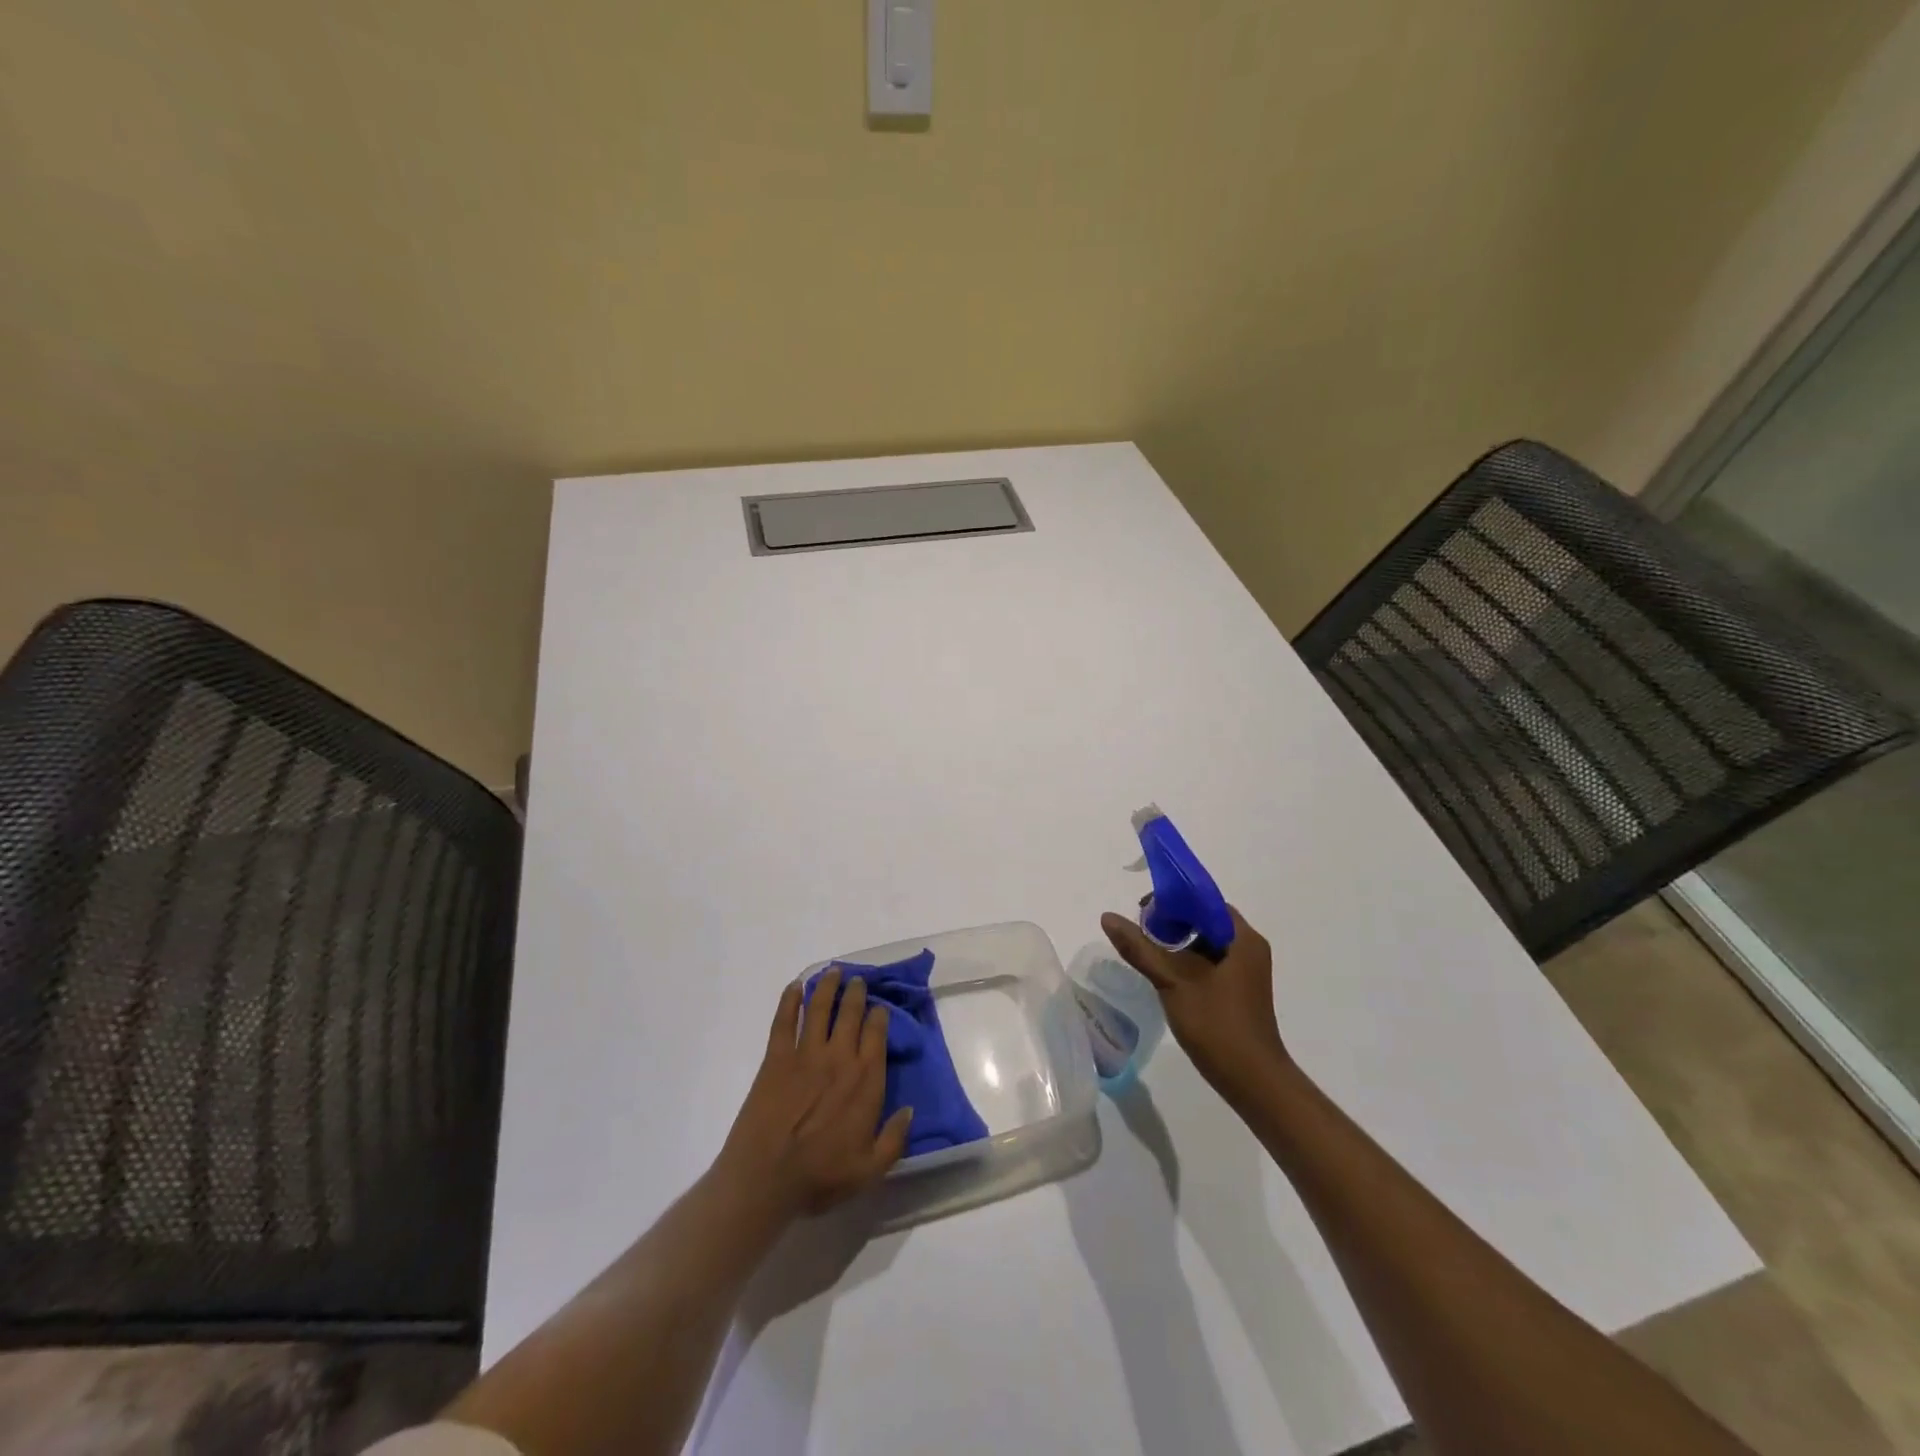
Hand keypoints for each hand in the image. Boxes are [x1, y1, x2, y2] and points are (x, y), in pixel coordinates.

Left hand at [716, 968, 913, 1219]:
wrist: (765, 1179)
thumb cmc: (820, 1176)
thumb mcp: (870, 1170)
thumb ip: (894, 1139)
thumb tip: (910, 1110)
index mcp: (865, 1080)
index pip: (877, 1034)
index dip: (879, 1016)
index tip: (880, 1007)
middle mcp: (839, 1057)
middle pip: (851, 1013)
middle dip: (856, 993)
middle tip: (857, 981)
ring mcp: (806, 1054)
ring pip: (820, 1008)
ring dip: (827, 986)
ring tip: (833, 972)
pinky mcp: (776, 1058)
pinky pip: (784, 1020)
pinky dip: (790, 1000)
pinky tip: (794, 987)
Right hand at [1100, 906, 1287, 1097]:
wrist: (1252, 1081)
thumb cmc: (1217, 1025)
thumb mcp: (1172, 981)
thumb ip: (1140, 948)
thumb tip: (1108, 917)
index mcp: (1242, 938)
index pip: (1205, 901)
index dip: (1173, 900)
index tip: (1143, 912)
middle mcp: (1249, 948)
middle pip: (1204, 920)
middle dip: (1171, 921)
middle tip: (1141, 932)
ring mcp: (1245, 971)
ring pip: (1205, 942)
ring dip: (1177, 942)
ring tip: (1147, 951)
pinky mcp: (1238, 990)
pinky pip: (1210, 961)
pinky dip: (1186, 960)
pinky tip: (1164, 973)